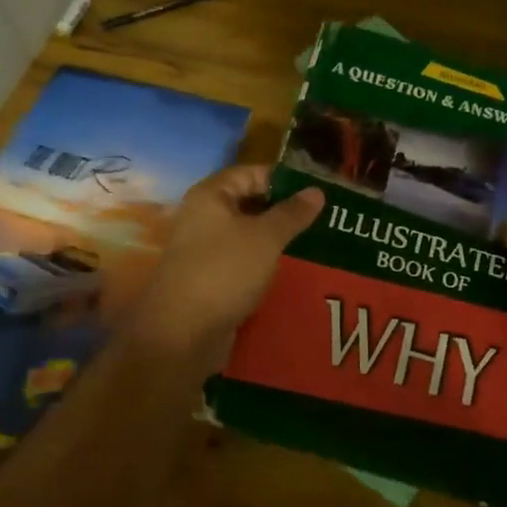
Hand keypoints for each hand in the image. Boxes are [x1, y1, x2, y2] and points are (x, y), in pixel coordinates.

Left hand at [127, 165, 323, 366]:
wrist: (182, 333)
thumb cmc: (224, 271)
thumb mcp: (265, 237)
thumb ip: (292, 213)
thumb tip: (316, 191)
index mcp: (211, 196)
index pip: (251, 173)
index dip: (284, 179)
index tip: (318, 192)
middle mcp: (204, 217)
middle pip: (249, 203)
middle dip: (284, 211)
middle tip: (323, 219)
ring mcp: (206, 250)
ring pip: (248, 236)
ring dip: (277, 240)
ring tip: (315, 245)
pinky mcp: (211, 279)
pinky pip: (244, 263)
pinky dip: (265, 264)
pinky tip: (293, 272)